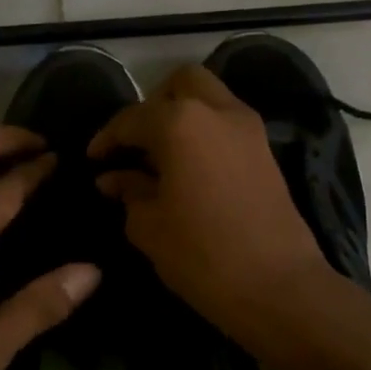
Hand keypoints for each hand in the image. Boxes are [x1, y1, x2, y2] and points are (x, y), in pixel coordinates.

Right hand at [88, 65, 329, 333]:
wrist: (277, 286)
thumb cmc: (201, 255)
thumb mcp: (149, 226)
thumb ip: (129, 191)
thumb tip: (113, 178)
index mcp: (181, 123)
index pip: (132, 118)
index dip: (107, 138)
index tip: (92, 159)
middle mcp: (218, 111)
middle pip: (181, 83)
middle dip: (152, 105)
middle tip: (135, 143)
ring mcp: (249, 128)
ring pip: (209, 98)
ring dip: (182, 116)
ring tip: (160, 157)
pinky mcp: (266, 151)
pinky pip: (227, 124)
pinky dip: (204, 133)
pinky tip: (188, 169)